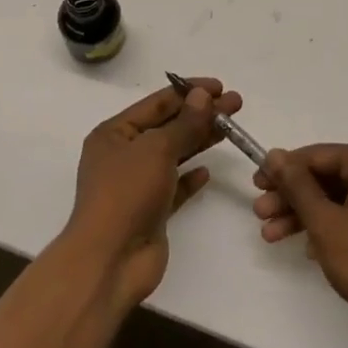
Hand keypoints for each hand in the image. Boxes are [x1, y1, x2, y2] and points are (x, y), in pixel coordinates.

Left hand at [63, 78, 242, 308]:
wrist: (111, 260)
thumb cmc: (127, 193)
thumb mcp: (157, 149)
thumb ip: (184, 123)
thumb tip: (203, 95)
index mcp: (114, 133)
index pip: (156, 102)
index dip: (189, 92)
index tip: (220, 87)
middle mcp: (123, 155)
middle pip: (168, 126)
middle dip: (201, 115)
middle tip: (236, 105)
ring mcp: (137, 184)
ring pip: (174, 154)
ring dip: (200, 140)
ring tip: (231, 129)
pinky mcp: (151, 211)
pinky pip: (174, 187)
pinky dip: (190, 177)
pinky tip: (207, 171)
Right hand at [254, 144, 347, 347]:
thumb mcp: (325, 222)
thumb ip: (297, 185)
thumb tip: (274, 155)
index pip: (319, 155)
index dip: (284, 169)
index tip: (257, 184)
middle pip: (329, 177)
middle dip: (292, 196)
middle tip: (260, 212)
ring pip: (340, 200)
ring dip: (305, 215)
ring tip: (270, 235)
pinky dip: (330, 228)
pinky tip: (304, 248)